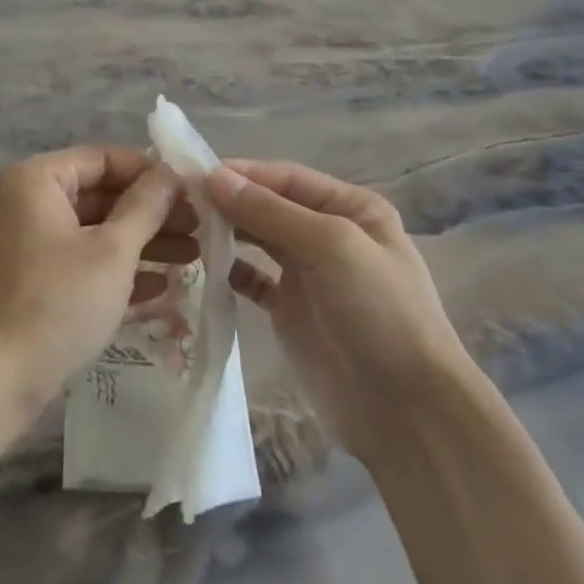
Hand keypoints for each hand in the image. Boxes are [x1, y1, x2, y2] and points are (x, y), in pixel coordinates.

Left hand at [0, 146, 194, 475]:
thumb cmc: (55, 303)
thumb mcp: (112, 252)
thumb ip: (145, 206)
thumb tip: (171, 172)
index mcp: (37, 180)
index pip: (103, 158)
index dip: (151, 173)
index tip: (193, 192)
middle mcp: (26, 203)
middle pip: (101, 195)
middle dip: (152, 214)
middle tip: (200, 228)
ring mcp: (26, 244)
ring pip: (94, 231)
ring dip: (142, 243)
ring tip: (193, 257)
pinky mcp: (31, 281)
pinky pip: (80, 262)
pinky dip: (117, 271)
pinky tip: (162, 287)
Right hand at [205, 161, 472, 466]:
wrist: (406, 410)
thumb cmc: (378, 312)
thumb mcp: (331, 247)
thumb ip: (270, 211)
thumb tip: (213, 177)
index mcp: (351, 208)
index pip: (286, 178)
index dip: (241, 173)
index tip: (191, 174)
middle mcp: (329, 234)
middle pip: (270, 206)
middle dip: (229, 201)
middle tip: (177, 202)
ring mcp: (309, 275)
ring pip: (258, 240)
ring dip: (226, 232)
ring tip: (182, 229)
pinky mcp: (290, 311)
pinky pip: (253, 280)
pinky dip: (229, 270)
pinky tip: (201, 267)